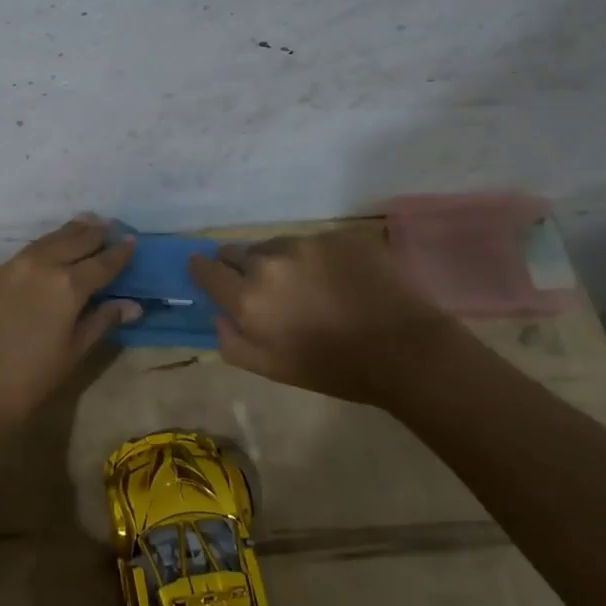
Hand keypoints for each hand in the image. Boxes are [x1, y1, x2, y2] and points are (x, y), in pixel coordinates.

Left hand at [0, 217, 139, 424]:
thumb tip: (131, 305)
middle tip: (110, 226)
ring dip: (69, 232)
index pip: (103, 262)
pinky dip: (45, 244)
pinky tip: (48, 249)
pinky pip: (27, 250)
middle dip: (95, 233)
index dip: (120, 253)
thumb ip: (100, 322)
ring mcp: (13, 266)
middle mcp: (43, 265)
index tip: (133, 242)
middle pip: (75, 240)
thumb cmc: (25, 380)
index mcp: (69, 285)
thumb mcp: (71, 354)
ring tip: (84, 225)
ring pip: (48, 240)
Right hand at [187, 223, 458, 403]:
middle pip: (238, 252)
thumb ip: (232, 341)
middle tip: (264, 288)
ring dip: (279, 261)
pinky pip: (313, 242)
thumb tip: (219, 314)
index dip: (202, 270)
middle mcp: (270, 261)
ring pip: (276, 244)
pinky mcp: (338, 235)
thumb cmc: (333, 368)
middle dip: (242, 267)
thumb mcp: (271, 369)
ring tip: (306, 285)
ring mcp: (307, 243)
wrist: (403, 349)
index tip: (206, 273)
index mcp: (248, 297)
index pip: (206, 269)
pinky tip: (337, 279)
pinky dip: (316, 258)